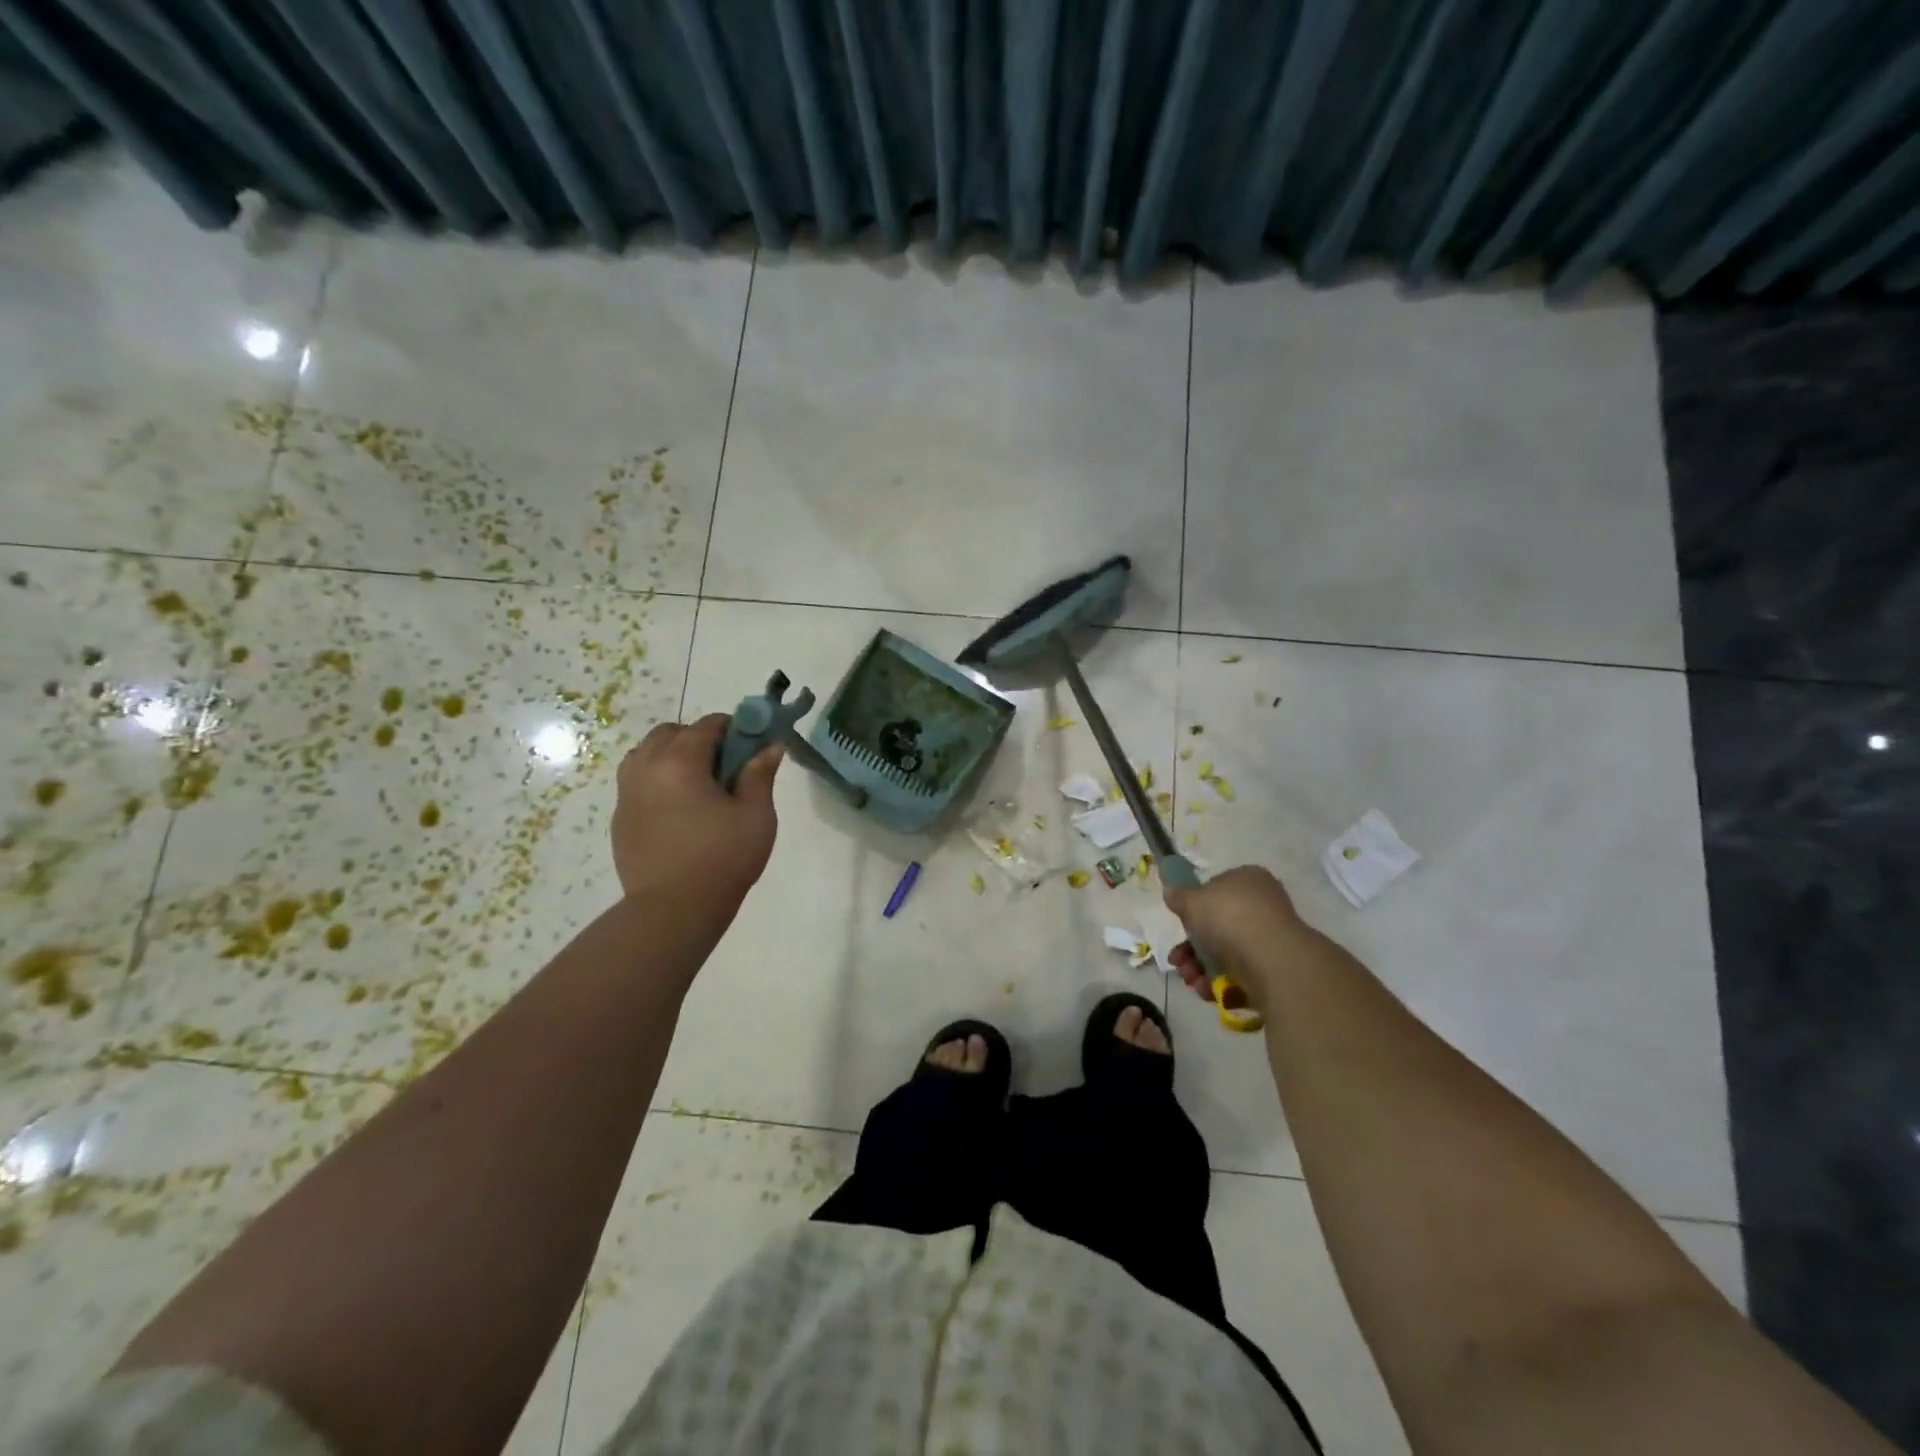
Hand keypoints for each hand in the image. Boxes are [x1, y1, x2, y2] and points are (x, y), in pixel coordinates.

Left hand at [611, 715, 781, 906]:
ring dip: (673, 756)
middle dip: (699, 739)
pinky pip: (638, 782)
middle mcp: (646, 767)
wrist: (673, 910)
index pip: (708, 725)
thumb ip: (760, 774)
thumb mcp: (756, 815)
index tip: (752, 747)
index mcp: (679, 761)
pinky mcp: (620, 818)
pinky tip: (679, 811)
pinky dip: (658, 782)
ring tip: (698, 787)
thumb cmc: (723, 859)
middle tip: (725, 768)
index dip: (735, 729)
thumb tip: (770, 745)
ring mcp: (627, 793)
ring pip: (647, 754)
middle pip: (671, 733)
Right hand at [1164, 865, 1305, 1009]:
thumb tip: (1171, 893)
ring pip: (1226, 954)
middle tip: (1177, 960)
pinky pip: (1240, 975)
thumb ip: (1179, 897)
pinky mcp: (1273, 970)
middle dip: (1191, 948)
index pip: (1217, 889)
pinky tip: (1206, 990)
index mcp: (1247, 880)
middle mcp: (1262, 907)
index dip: (1195, 907)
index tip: (1180, 923)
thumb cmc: (1228, 917)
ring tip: (1189, 979)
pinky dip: (1220, 984)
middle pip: (1218, 927)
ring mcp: (1269, 940)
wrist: (1269, 958)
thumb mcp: (1191, 900)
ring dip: (1199, 968)